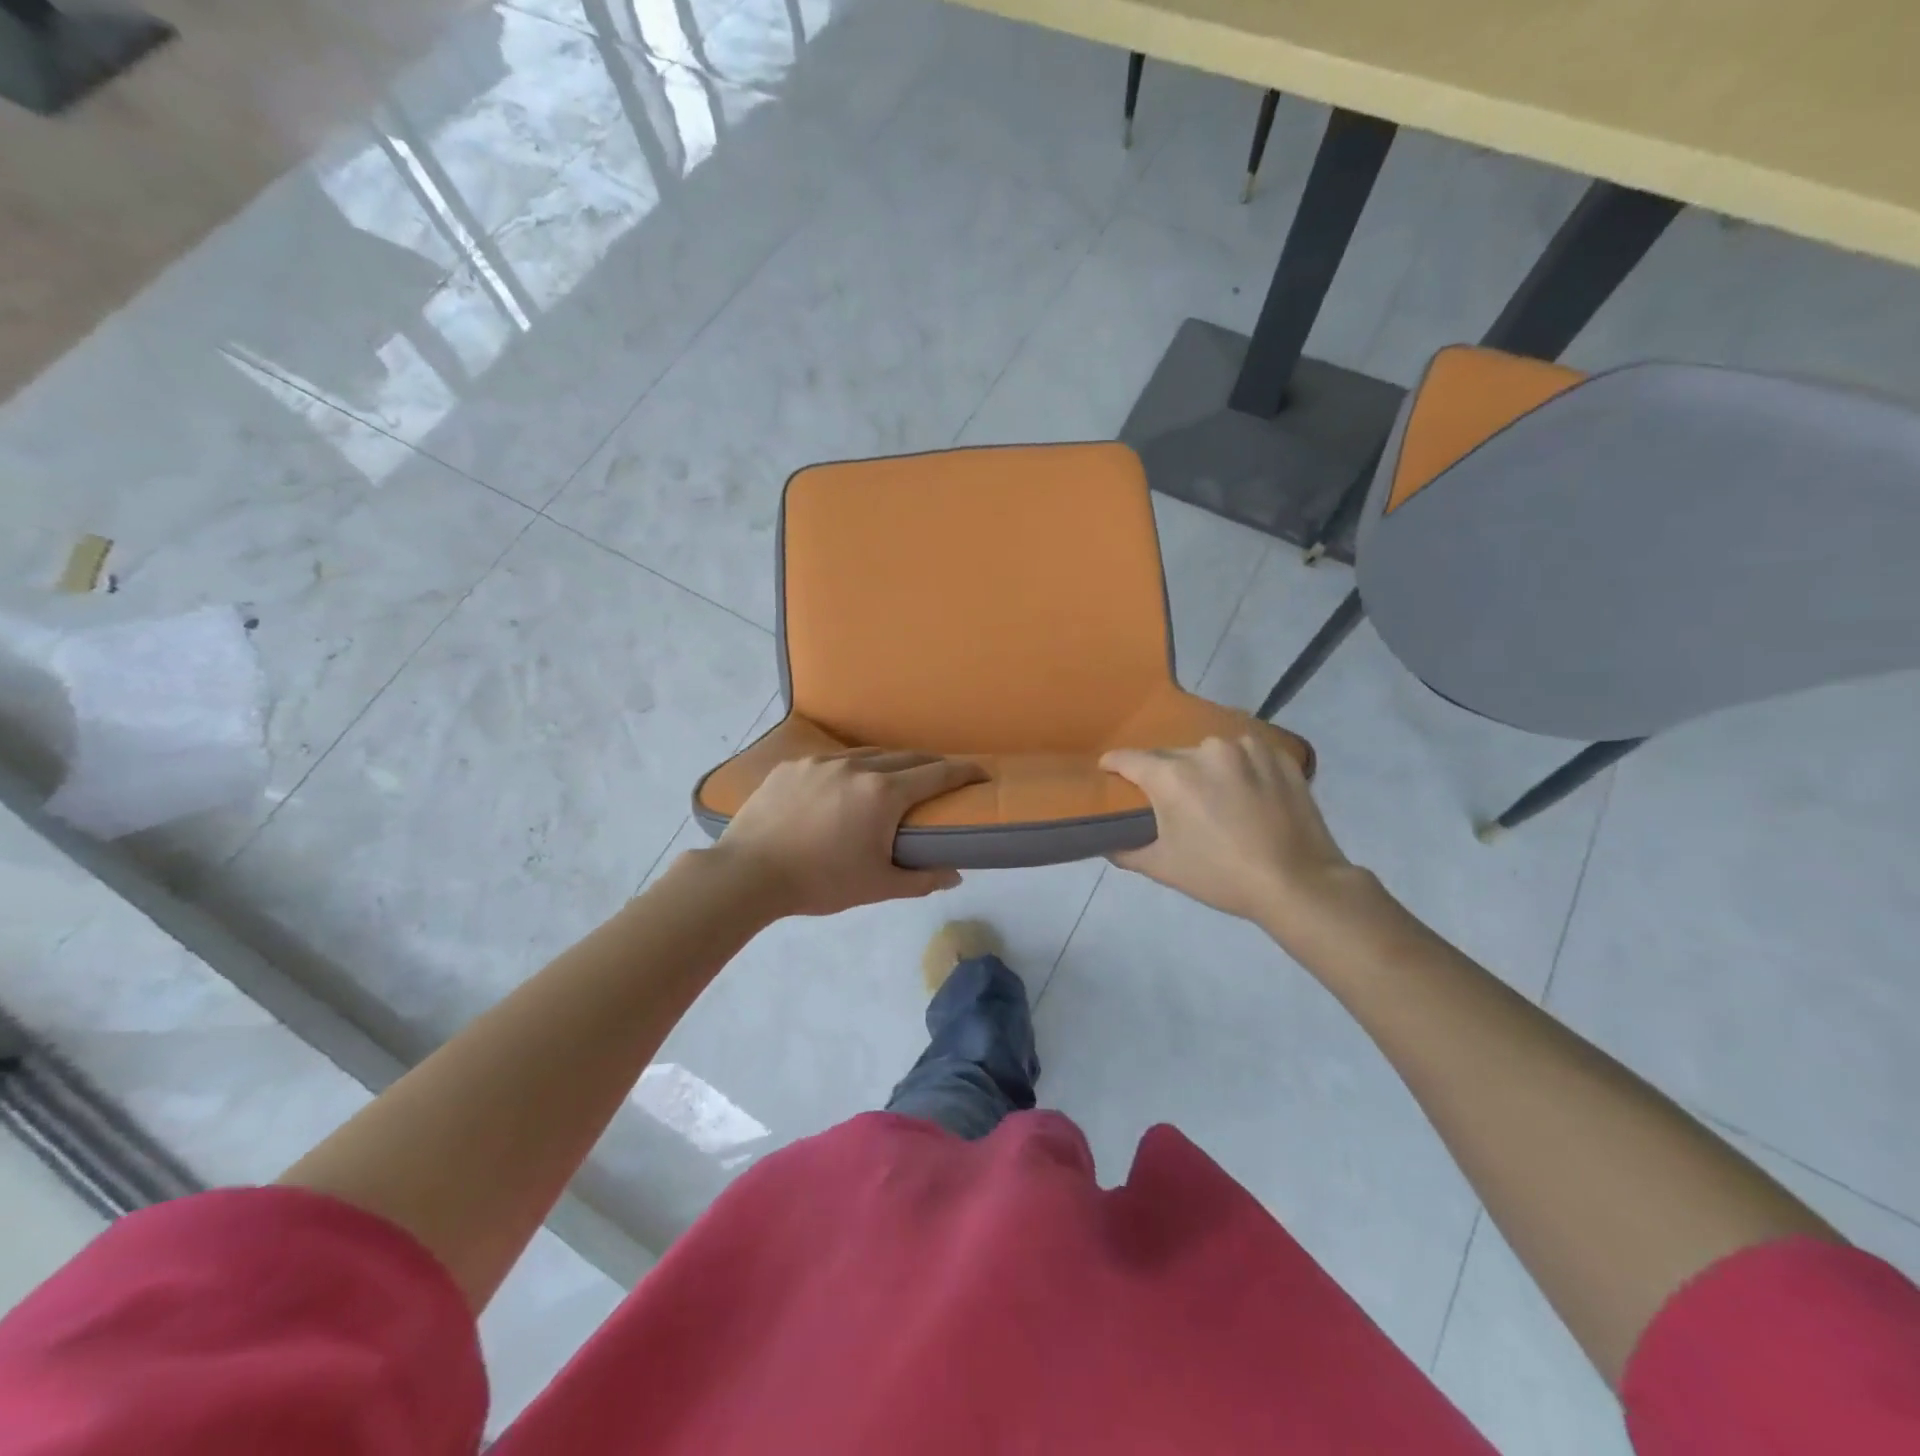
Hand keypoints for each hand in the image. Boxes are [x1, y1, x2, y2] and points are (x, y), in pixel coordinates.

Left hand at [711, 750, 986, 917]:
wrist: (748, 873)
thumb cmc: (819, 882)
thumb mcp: (876, 886)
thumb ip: (921, 879)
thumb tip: (955, 874)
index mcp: (883, 794)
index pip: (936, 775)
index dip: (964, 772)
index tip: (982, 772)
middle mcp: (857, 767)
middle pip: (906, 757)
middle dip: (931, 764)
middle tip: (944, 776)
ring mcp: (822, 762)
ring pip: (868, 754)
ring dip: (891, 762)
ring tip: (897, 776)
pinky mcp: (793, 765)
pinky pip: (833, 760)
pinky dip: (852, 767)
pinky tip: (846, 782)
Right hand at [1100, 736, 1363, 931]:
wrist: (1298, 884)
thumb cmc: (1222, 876)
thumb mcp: (1163, 868)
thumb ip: (1125, 850)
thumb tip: (1105, 842)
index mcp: (1173, 775)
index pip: (1128, 759)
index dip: (1113, 765)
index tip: (1108, 772)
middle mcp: (1207, 751)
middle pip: (1172, 756)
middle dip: (1165, 775)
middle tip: (1170, 802)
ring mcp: (1248, 749)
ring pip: (1211, 753)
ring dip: (1206, 770)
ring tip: (1216, 798)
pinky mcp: (1279, 756)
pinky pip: (1247, 756)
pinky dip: (1241, 770)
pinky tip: (1248, 795)